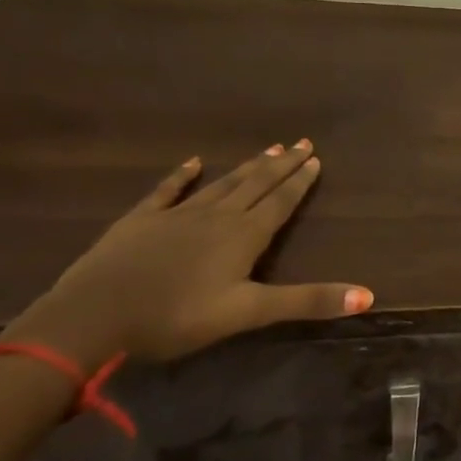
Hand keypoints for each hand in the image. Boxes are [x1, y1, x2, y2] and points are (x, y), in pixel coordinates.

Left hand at [7, 141, 371, 366]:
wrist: (92, 317)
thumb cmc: (176, 317)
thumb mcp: (248, 313)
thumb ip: (307, 301)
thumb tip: (368, 296)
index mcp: (243, 236)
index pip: (280, 202)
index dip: (300, 182)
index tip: (316, 158)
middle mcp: (216, 216)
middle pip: (255, 185)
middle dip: (281, 166)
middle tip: (301, 143)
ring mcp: (176, 215)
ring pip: (222, 184)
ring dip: (247, 167)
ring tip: (268, 149)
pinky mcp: (140, 221)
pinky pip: (168, 190)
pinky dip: (183, 176)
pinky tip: (194, 162)